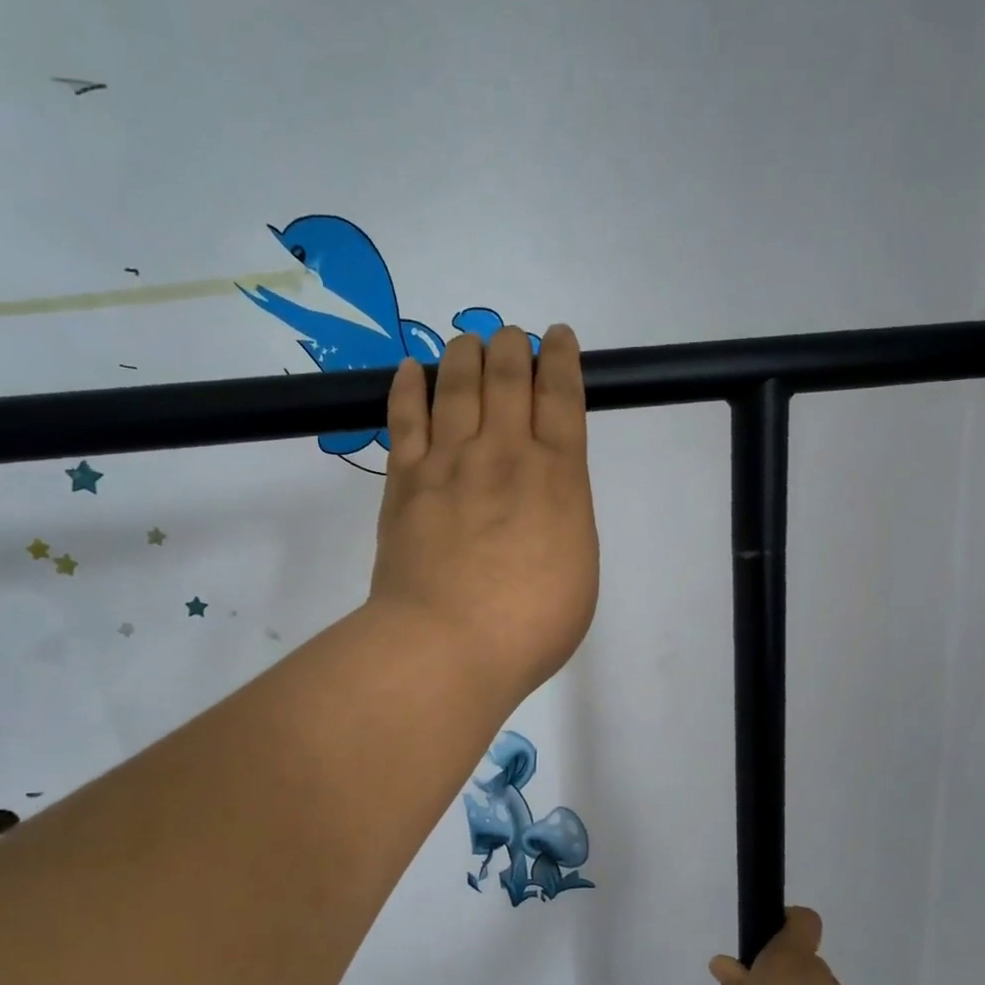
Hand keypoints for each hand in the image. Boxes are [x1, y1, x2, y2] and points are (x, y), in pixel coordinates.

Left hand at [370, 324, 598, 704]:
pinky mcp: (404, 482)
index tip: (557, 339)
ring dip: (464, 355)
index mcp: (558, 477)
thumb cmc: (529, 625)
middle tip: (510, 338)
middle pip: (507, 378)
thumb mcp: (579, 573)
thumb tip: (545, 500)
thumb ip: (565, 522)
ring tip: (467, 342)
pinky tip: (412, 368)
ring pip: (457, 386)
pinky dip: (409, 387)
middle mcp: (504, 454)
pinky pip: (406, 419)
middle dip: (512, 348)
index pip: (562, 397)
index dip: (561, 359)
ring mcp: (449, 463)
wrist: (447, 645)